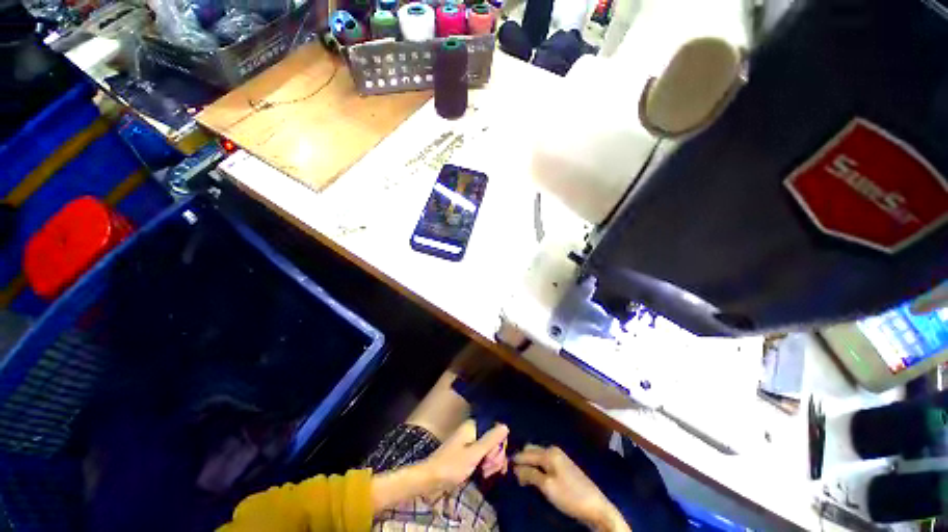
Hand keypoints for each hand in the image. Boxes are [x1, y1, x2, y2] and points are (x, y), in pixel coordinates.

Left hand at [422, 420, 508, 490]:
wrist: (430, 479)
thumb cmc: (452, 465)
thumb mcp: (474, 454)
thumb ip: (490, 440)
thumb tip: (505, 426)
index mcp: (473, 427)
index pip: (495, 430)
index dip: (499, 445)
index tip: (494, 460)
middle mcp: (472, 431)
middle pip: (493, 439)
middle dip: (495, 456)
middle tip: (489, 470)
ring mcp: (469, 442)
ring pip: (488, 449)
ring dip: (491, 462)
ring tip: (485, 474)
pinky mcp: (466, 453)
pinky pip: (482, 455)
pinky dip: (485, 464)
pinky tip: (484, 474)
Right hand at [513, 445, 629, 531]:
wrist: (596, 506)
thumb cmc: (570, 496)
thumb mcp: (547, 486)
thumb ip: (530, 474)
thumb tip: (515, 467)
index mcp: (548, 452)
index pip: (526, 453)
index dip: (515, 460)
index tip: (504, 468)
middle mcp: (553, 450)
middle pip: (531, 451)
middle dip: (522, 460)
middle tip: (512, 474)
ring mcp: (560, 457)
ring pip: (538, 456)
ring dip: (529, 464)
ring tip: (521, 477)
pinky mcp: (564, 466)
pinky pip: (544, 462)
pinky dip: (537, 467)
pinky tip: (534, 476)